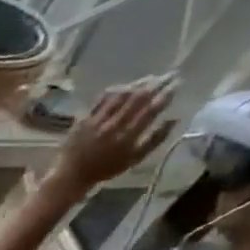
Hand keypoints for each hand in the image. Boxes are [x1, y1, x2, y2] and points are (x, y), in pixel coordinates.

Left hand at [54, 76, 177, 188]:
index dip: (166, 94)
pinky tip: (125, 86)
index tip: (177, 83)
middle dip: (157, 83)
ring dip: (138, 84)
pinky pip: (101, 100)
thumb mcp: (134, 159)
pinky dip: (115, 90)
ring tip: (151, 78)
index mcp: (127, 137)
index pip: (151, 109)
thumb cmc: (106, 169)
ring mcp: (96, 121)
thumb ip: (155, 140)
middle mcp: (112, 126)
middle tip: (169, 74)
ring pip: (120, 95)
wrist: (71, 174)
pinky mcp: (82, 119)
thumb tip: (175, 119)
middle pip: (138, 98)